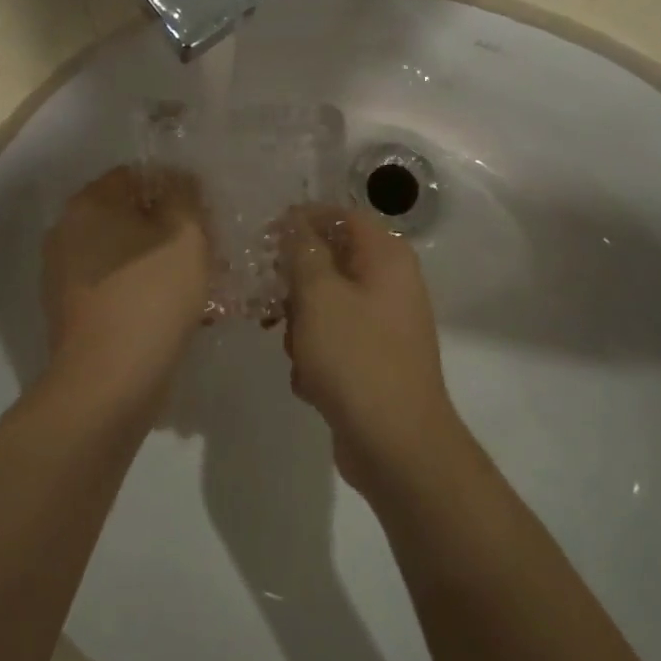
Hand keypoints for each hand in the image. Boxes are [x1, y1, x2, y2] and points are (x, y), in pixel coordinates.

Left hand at [41, 166, 211, 406]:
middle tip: (201, 252)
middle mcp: (65, 231)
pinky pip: (112, 286)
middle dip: (165, 230)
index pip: (135, 176)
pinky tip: (168, 312)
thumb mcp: (185, 235)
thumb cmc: (151, 296)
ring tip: (192, 287)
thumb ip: (184, 196)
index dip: (173, 190)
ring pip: (121, 254)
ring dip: (155, 262)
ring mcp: (61, 274)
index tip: (201, 218)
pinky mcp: (68, 310)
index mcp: (87, 204)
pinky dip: (138, 291)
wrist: (108, 381)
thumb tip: (178, 181)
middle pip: (126, 216)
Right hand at [280, 205, 465, 496]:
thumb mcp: (319, 295)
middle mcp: (390, 284)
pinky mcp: (372, 360)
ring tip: (297, 352)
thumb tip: (296, 220)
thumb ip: (303, 250)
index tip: (266, 238)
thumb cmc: (355, 357)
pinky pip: (332, 342)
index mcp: (386, 257)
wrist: (395, 444)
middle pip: (330, 263)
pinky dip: (316, 357)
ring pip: (324, 305)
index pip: (341, 216)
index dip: (303, 220)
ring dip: (300, 326)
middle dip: (296, 285)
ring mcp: (383, 325)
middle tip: (272, 303)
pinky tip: (311, 382)